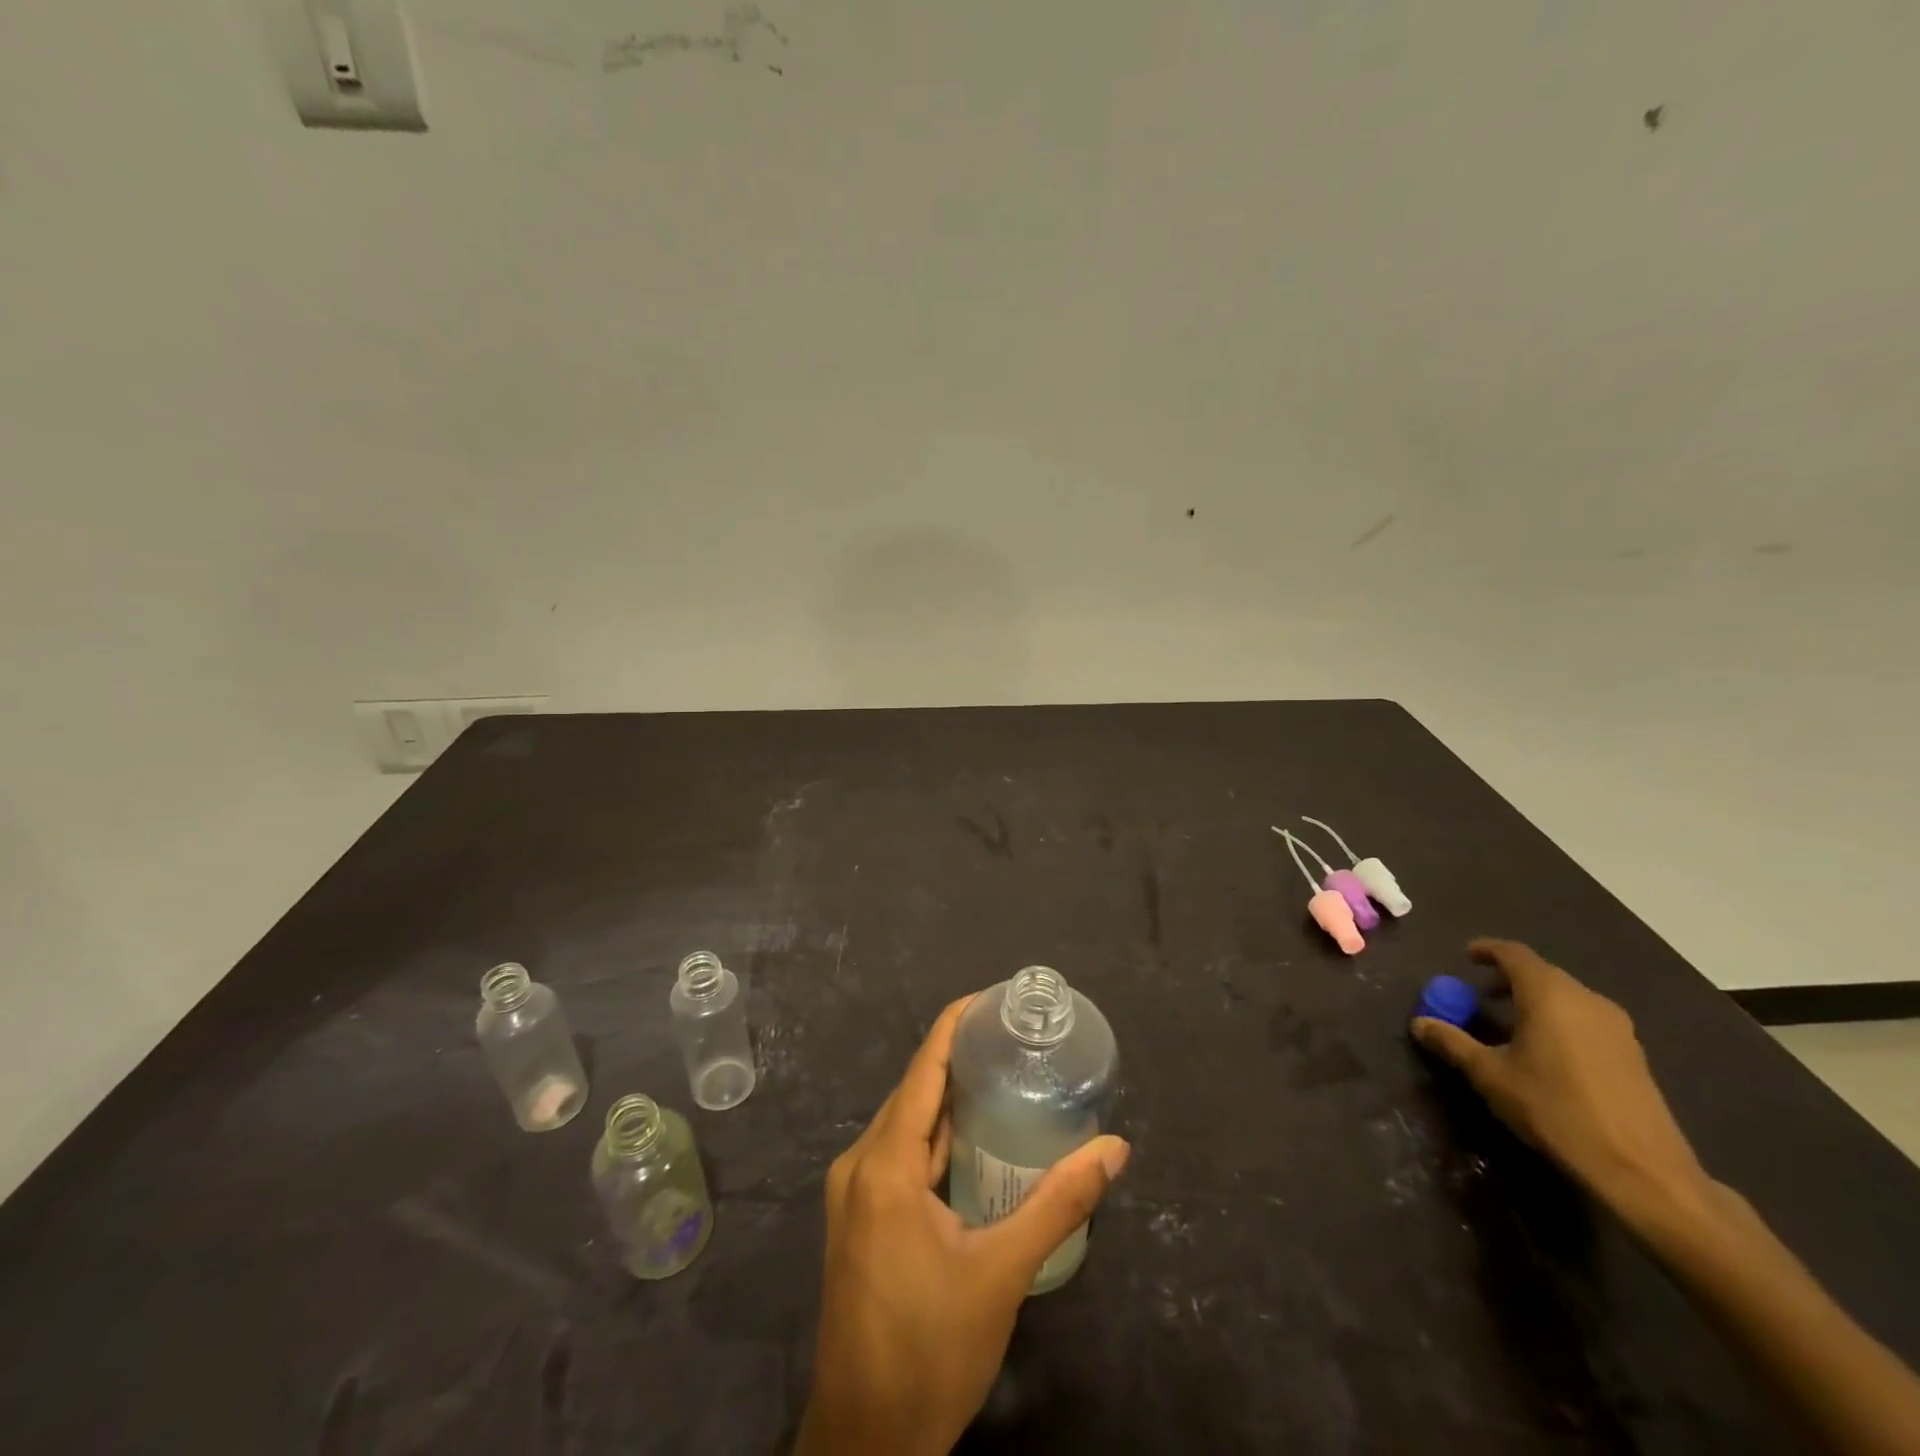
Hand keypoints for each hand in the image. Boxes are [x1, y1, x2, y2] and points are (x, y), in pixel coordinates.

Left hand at [795, 996, 1130, 1455]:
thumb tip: (1115, 1149)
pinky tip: (970, 1138)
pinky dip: (933, 1136)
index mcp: (884, 1164)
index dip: (953, 1025)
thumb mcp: (1002, 1274)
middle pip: (913, 1091)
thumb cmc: (929, 1350)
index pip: (922, 1069)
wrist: (864, 1441)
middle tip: (1011, 1037)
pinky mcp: (858, 1217)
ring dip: (946, 1099)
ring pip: (904, 1124)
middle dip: (957, 1057)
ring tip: (998, 1073)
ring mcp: (853, 1192)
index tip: (991, 998)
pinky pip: (897, 1154)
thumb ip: (1058, 1204)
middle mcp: (860, 1164)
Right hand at [1411, 939, 1710, 1220]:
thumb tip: (1419, 1023)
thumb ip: (1453, 1043)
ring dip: (1534, 1001)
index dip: (1488, 950)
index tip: (1466, 958)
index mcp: (1549, 995)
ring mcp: (1617, 1027)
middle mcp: (1586, 1000)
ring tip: (1510, 1026)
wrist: (1641, 1169)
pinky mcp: (1633, 1054)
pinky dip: (1558, 1020)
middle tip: (1481, 996)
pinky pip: (1585, 1019)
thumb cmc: (1555, 1109)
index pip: (1514, 954)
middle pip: (1542, 974)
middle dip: (1508, 979)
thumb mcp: (1491, 1076)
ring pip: (1566, 997)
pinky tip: (1546, 1052)